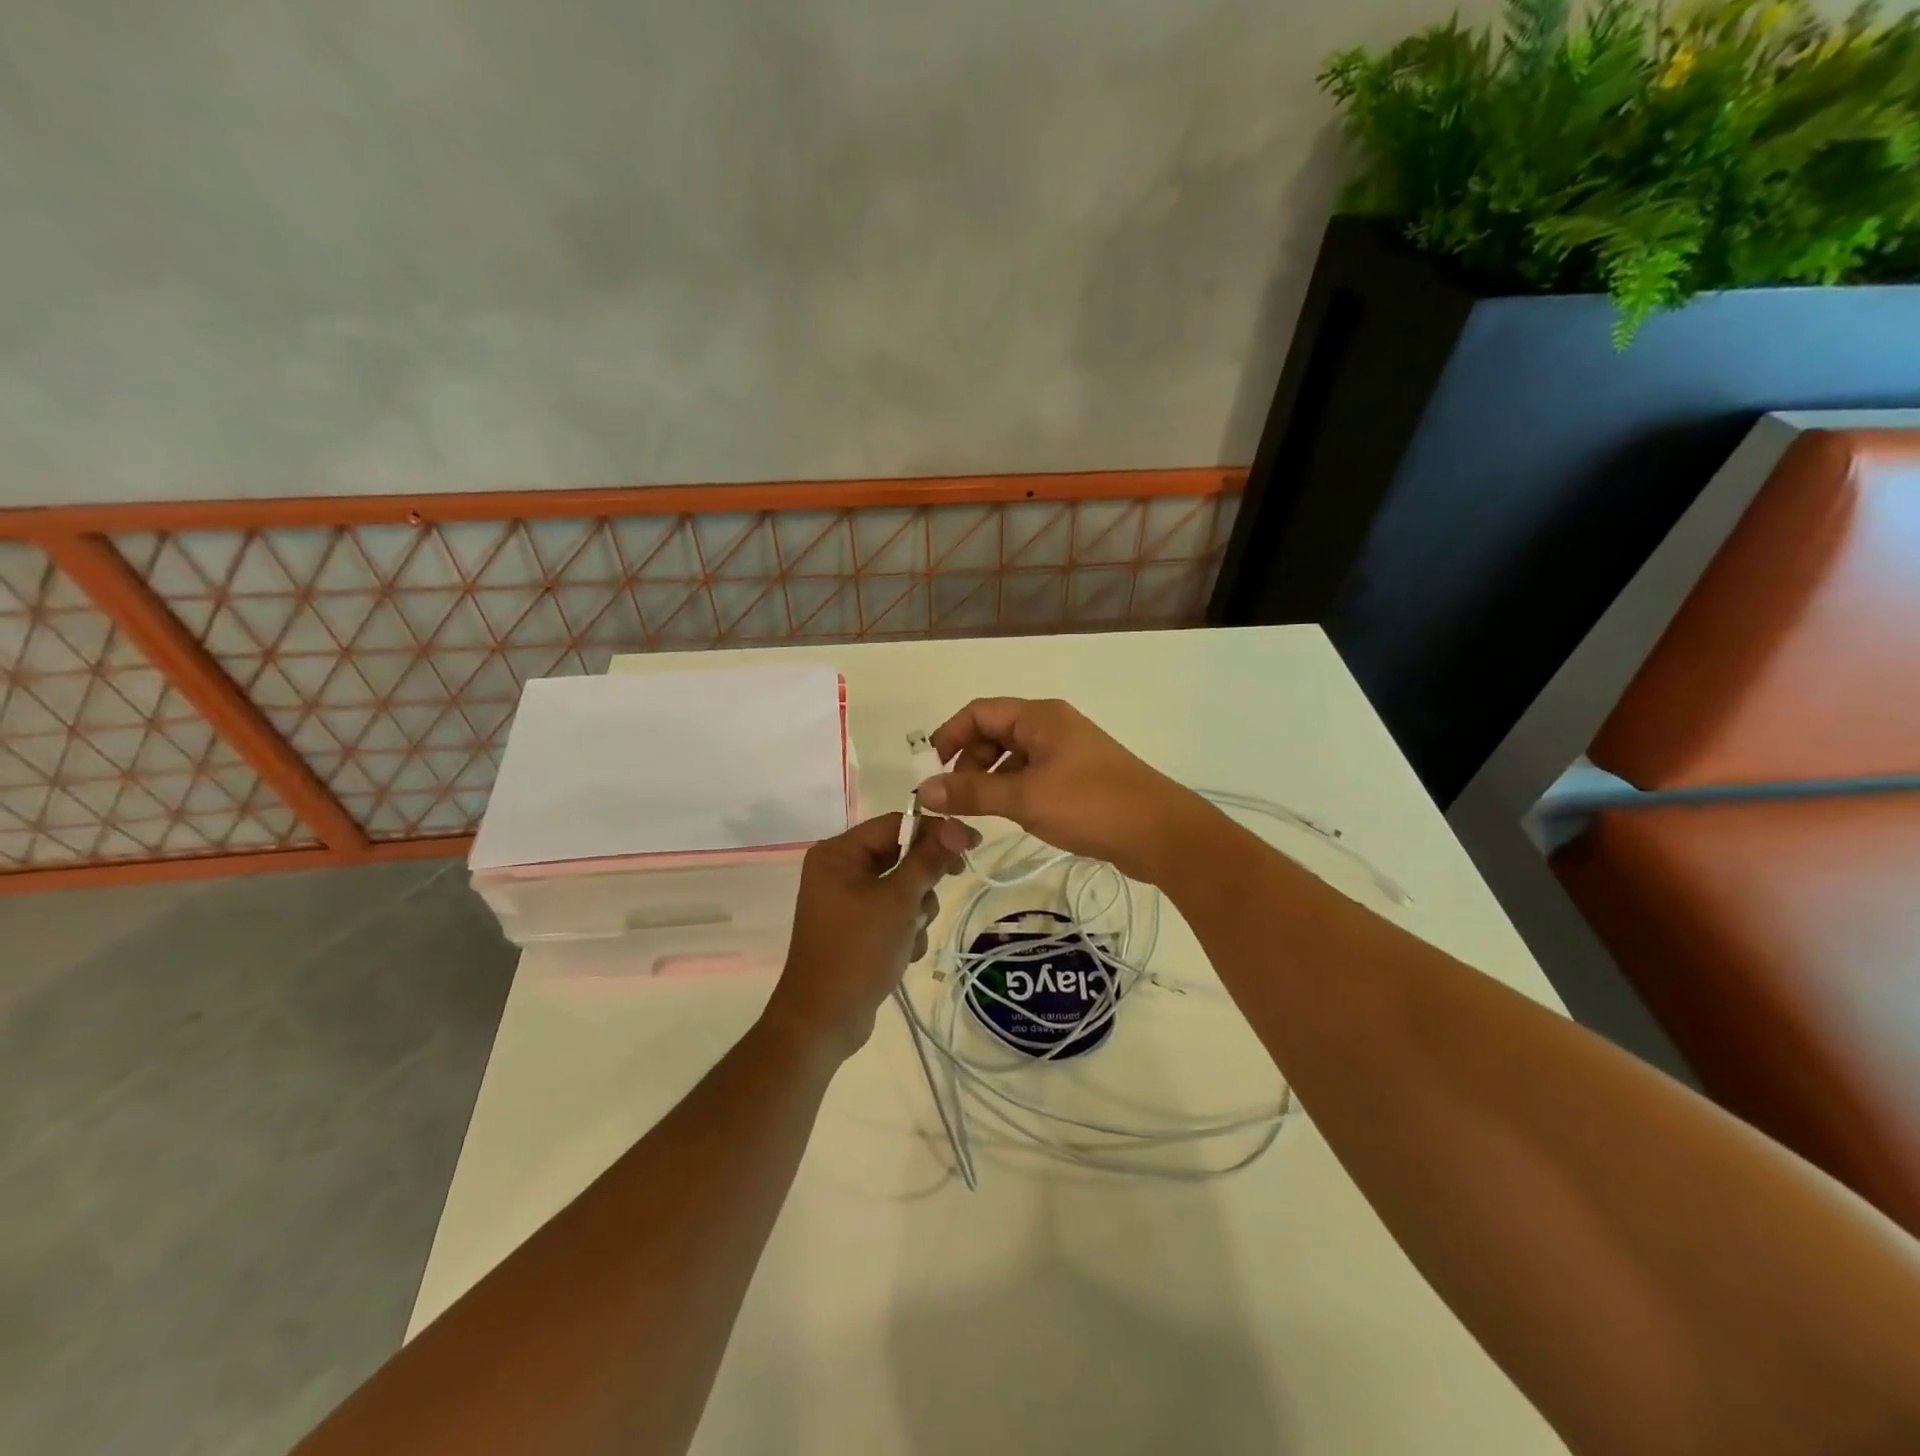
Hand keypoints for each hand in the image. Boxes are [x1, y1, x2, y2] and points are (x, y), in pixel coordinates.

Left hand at [762, 812, 976, 1060]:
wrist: (823, 1020)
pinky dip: (905, 929)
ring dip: (917, 910)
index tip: (972, 844)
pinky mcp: (855, 928)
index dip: (936, 831)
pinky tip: (904, 953)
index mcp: (838, 854)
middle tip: (947, 888)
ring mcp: (845, 901)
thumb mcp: (898, 901)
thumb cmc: (858, 951)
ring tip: (911, 935)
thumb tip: (957, 826)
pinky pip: (892, 913)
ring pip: (901, 887)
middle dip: (923, 881)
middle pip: (900, 855)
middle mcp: (838, 870)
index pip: (896, 824)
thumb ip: (928, 860)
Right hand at [918, 698, 1211, 883]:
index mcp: (1039, 717)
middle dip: (968, 763)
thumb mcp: (1024, 798)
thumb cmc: (1090, 805)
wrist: (1160, 833)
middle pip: (994, 733)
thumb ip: (971, 792)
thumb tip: (923, 790)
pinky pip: (1032, 776)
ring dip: (989, 780)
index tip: (931, 773)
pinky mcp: (1078, 778)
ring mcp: (1067, 752)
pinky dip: (1013, 791)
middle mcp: (1051, 726)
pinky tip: (1011, 817)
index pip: (978, 712)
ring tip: (980, 814)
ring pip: (1012, 757)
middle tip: (957, 801)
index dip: (949, 737)